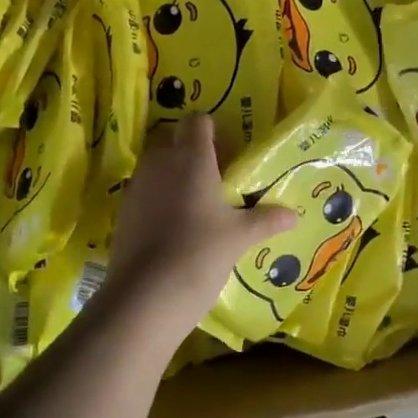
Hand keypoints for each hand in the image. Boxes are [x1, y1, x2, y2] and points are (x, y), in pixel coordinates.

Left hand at [107, 115, 294, 336]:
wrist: (146, 296)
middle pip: (172, 138)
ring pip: (155, 164)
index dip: (212, 130)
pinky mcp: (123, 210)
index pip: (197, 121)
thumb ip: (266, 220)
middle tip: (214, 176)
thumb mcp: (239, 237)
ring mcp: (137, 186)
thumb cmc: (200, 254)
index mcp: (191, 158)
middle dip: (190, 150)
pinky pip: (143, 190)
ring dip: (172, 173)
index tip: (227, 152)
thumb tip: (294, 215)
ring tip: (195, 202)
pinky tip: (174, 225)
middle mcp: (160, 163)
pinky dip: (157, 197)